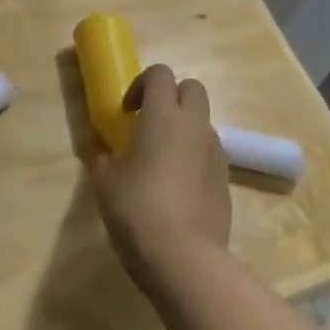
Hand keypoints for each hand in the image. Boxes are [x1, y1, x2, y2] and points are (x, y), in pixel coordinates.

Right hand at [90, 64, 231, 288]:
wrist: (183, 256)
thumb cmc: (137, 209)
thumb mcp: (104, 182)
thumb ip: (104, 158)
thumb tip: (106, 154)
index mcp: (162, 117)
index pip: (160, 73)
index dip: (141, 84)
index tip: (127, 112)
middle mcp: (194, 126)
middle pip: (192, 88)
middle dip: (171, 97)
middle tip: (149, 123)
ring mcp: (215, 153)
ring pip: (203, 122)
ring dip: (184, 129)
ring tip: (162, 161)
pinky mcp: (226, 180)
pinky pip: (210, 154)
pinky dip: (194, 158)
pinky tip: (177, 188)